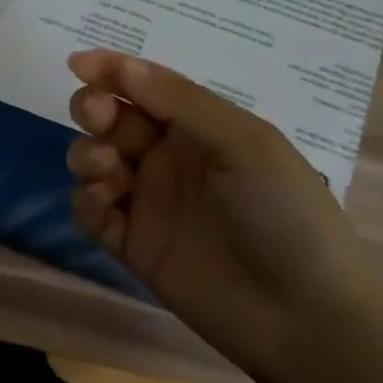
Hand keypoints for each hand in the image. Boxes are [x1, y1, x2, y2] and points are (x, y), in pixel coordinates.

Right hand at [66, 50, 370, 357]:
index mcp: (200, 126)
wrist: (305, 318)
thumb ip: (180, 102)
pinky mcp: (133, 245)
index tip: (77, 64)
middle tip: (98, 118)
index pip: (145, 86)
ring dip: (88, 155)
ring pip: (95, 161)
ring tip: (108, 172)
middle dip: (94, 110)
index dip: (110, 70)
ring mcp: (149, 201)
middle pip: (112, 119)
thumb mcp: (243, 143)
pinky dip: (86, 202)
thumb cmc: (285, 214)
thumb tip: (121, 65)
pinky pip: (92, 212)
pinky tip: (104, 208)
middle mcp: (169, 157)